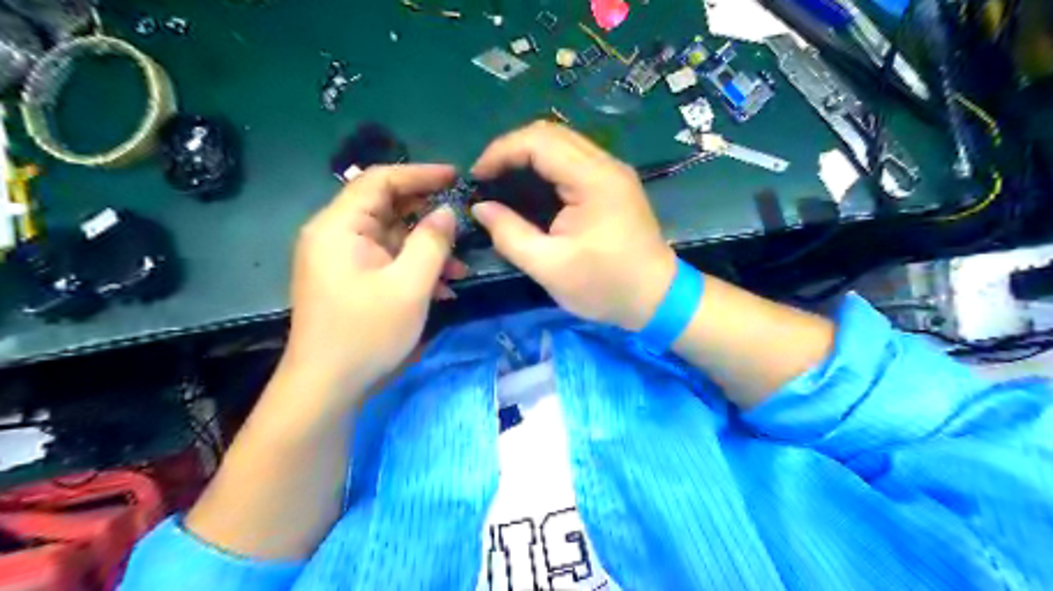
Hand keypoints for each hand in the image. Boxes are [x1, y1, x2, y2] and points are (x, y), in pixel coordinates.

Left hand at [279, 165, 463, 400]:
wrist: (326, 386)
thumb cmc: (366, 333)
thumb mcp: (409, 287)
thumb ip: (432, 243)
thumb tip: (447, 212)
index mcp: (339, 227)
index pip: (380, 180)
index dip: (420, 174)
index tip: (456, 176)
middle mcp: (335, 235)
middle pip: (386, 207)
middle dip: (428, 215)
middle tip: (464, 222)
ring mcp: (342, 259)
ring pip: (391, 237)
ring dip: (426, 247)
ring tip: (460, 267)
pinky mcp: (350, 279)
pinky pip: (386, 260)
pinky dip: (413, 267)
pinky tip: (442, 287)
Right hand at [471, 119, 674, 332]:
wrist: (657, 298)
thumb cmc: (605, 285)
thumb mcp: (549, 267)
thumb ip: (510, 235)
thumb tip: (481, 209)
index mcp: (593, 180)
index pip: (539, 141)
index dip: (501, 151)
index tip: (477, 177)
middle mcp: (606, 165)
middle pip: (550, 134)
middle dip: (511, 150)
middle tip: (487, 179)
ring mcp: (613, 172)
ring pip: (562, 143)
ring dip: (528, 156)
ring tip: (503, 182)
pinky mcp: (613, 184)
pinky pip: (573, 160)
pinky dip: (546, 167)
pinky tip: (531, 189)